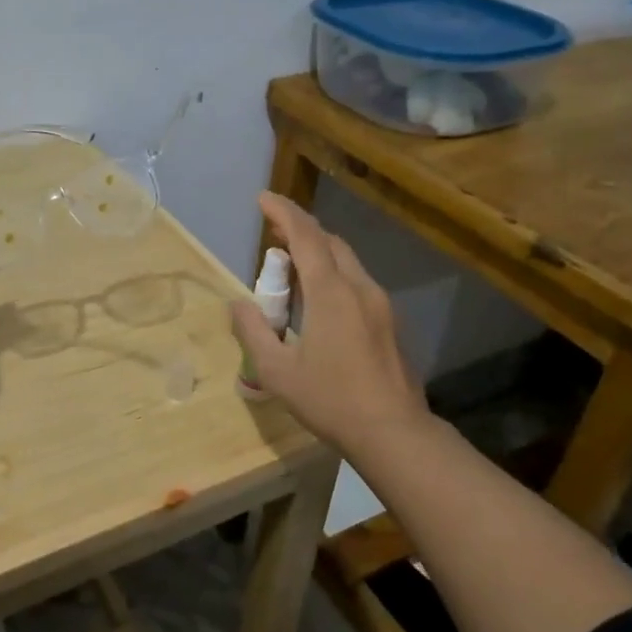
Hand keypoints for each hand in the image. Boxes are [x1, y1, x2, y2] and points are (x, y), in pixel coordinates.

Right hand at [230, 192, 429, 455]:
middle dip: (299, 232)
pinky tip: (318, 305)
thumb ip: (253, 332)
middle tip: (272, 241)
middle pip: (329, 243)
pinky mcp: (389, 322)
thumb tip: (237, 305)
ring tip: (290, 274)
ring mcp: (380, 304)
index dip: (283, 212)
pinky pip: (357, 282)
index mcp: (331, 292)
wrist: (394, 432)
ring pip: (346, 262)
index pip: (306, 236)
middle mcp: (359, 287)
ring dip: (317, 256)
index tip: (263, 199)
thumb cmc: (331, 400)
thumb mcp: (277, 372)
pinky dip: (332, 277)